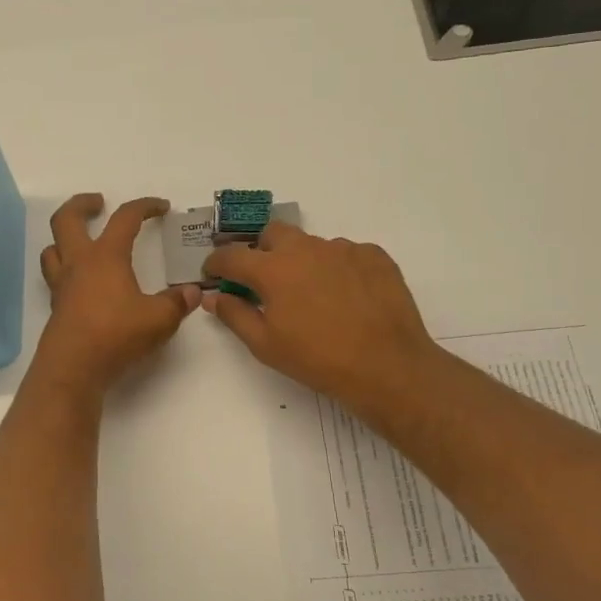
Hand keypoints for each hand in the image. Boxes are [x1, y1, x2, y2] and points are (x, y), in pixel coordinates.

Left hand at [34, 194, 199, 395]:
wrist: (72, 368)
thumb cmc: (115, 335)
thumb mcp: (159, 319)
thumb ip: (177, 303)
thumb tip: (193, 292)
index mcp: (105, 256)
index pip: (124, 218)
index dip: (144, 206)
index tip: (161, 207)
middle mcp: (78, 264)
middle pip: (67, 219)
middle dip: (82, 204)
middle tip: (98, 202)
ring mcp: (62, 285)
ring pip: (53, 248)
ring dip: (65, 237)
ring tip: (82, 240)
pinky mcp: (56, 307)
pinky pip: (55, 276)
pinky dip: (66, 269)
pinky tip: (83, 282)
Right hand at [201, 222, 440, 415]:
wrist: (387, 366)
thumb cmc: (317, 359)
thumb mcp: (265, 345)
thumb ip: (234, 314)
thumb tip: (213, 296)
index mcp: (273, 269)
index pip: (232, 256)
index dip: (217, 264)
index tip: (214, 274)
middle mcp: (306, 248)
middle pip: (273, 234)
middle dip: (262, 251)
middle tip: (265, 281)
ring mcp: (343, 248)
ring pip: (311, 244)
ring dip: (302, 262)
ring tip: (313, 296)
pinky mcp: (374, 256)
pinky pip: (346, 254)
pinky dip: (337, 269)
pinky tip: (346, 297)